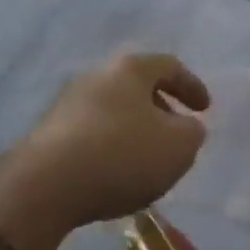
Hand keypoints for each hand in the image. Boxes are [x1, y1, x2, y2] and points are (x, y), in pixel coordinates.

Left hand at [0, 52, 210, 249]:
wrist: (44, 184)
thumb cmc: (121, 155)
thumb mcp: (178, 147)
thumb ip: (192, 133)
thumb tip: (186, 127)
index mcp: (129, 69)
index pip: (168, 66)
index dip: (191, 85)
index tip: (205, 109)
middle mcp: (96, 75)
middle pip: (135, 85)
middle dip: (160, 108)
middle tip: (176, 134)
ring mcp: (67, 102)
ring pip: (111, 109)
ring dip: (133, 129)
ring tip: (146, 159)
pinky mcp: (47, 132)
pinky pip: (89, 133)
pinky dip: (108, 146)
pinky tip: (113, 173)